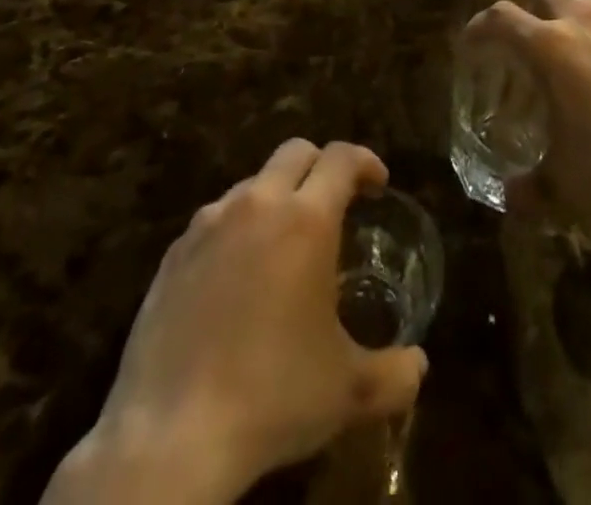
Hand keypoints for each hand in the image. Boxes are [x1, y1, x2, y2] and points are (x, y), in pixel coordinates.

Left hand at [46, 141, 426, 504]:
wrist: (171, 437)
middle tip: (335, 203)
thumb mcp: (347, 391)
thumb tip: (419, 366)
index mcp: (306, 219)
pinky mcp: (173, 254)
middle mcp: (257, 204)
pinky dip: (236, 231)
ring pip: (252, 184)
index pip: (341, 158)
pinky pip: (214, 220)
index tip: (377, 185)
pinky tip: (236, 279)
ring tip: (284, 246)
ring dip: (276, 198)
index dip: (365, 162)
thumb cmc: (272, 397)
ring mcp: (208, 225)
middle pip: (295, 152)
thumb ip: (394, 373)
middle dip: (321, 166)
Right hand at [466, 0, 590, 234]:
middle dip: (533, 11)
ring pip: (587, 4)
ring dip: (573, 23)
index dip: (480, 26)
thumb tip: (512, 199)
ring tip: (578, 66)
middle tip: (532, 49)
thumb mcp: (566, 183)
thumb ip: (532, 187)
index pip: (501, 18)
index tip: (472, 42)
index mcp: (550, 47)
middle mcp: (584, 22)